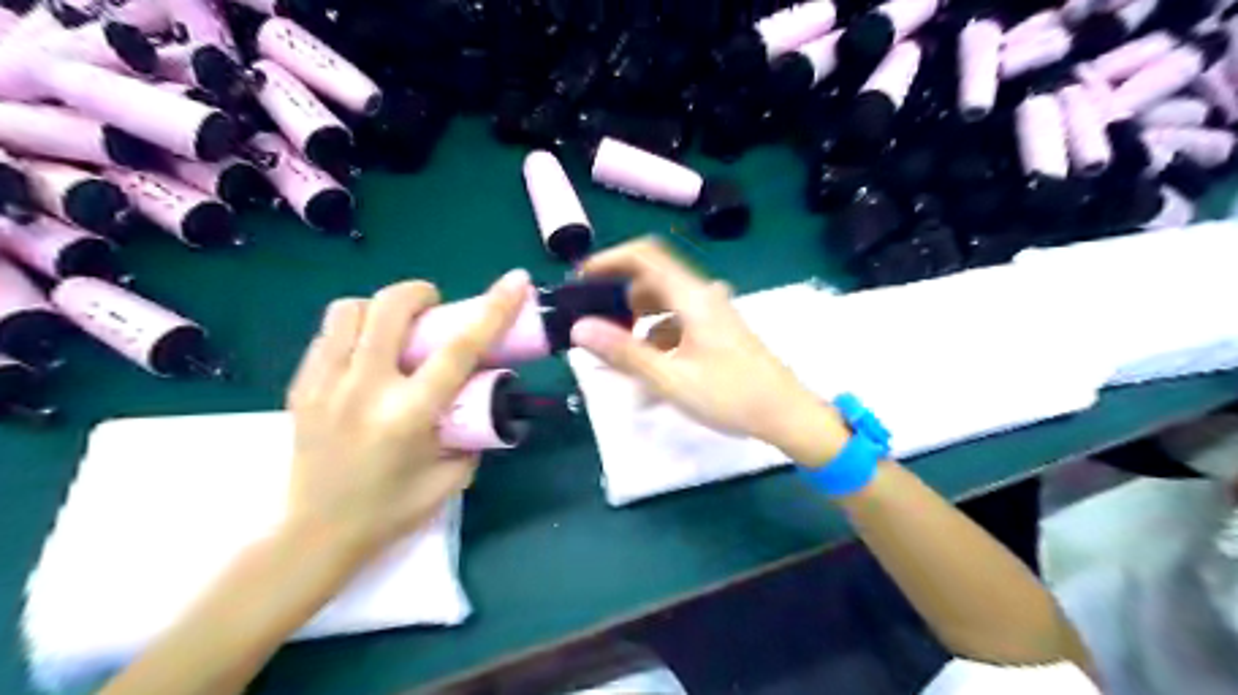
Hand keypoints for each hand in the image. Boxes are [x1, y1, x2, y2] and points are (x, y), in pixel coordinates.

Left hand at [286, 268, 530, 557]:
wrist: (314, 536)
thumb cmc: (390, 511)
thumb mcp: (451, 477)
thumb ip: (472, 434)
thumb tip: (482, 403)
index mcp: (409, 414)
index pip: (459, 349)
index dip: (493, 309)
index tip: (515, 280)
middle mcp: (365, 389)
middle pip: (389, 308)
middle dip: (419, 293)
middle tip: (435, 307)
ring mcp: (325, 385)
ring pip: (349, 310)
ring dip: (381, 308)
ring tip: (395, 330)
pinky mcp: (300, 388)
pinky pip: (327, 336)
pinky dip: (353, 330)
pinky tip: (366, 355)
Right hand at [573, 239, 851, 465]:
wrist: (786, 414)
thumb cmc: (731, 395)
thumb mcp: (671, 378)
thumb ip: (624, 352)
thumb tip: (580, 328)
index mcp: (692, 297)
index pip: (645, 256)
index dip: (610, 259)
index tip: (580, 279)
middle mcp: (702, 296)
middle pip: (651, 282)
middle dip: (620, 304)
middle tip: (597, 331)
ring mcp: (712, 314)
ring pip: (663, 308)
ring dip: (638, 329)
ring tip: (620, 365)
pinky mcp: (717, 332)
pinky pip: (678, 327)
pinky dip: (658, 344)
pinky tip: (650, 379)